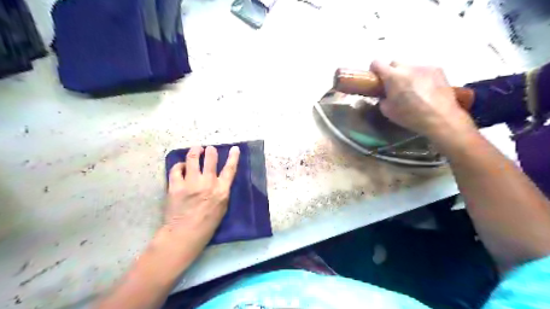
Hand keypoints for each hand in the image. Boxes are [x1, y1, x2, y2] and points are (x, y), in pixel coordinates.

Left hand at [163, 146, 239, 244]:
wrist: (184, 234)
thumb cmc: (207, 224)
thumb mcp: (222, 208)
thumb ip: (222, 192)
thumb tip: (219, 180)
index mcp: (221, 190)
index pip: (230, 169)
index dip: (233, 157)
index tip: (235, 148)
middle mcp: (207, 183)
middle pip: (211, 159)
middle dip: (211, 151)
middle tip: (209, 149)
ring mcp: (191, 183)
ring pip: (193, 159)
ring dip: (195, 152)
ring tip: (196, 149)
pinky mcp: (176, 186)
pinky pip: (176, 169)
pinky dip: (179, 165)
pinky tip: (181, 166)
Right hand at [369, 59, 477, 140]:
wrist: (440, 118)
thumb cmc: (410, 116)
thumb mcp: (388, 111)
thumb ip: (383, 98)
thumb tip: (385, 94)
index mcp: (393, 77)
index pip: (377, 63)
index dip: (374, 70)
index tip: (376, 79)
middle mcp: (408, 67)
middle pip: (394, 63)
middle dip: (392, 73)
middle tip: (394, 86)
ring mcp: (424, 67)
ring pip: (409, 67)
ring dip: (407, 75)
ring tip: (412, 89)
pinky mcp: (438, 69)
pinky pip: (423, 70)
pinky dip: (420, 77)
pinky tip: (425, 90)